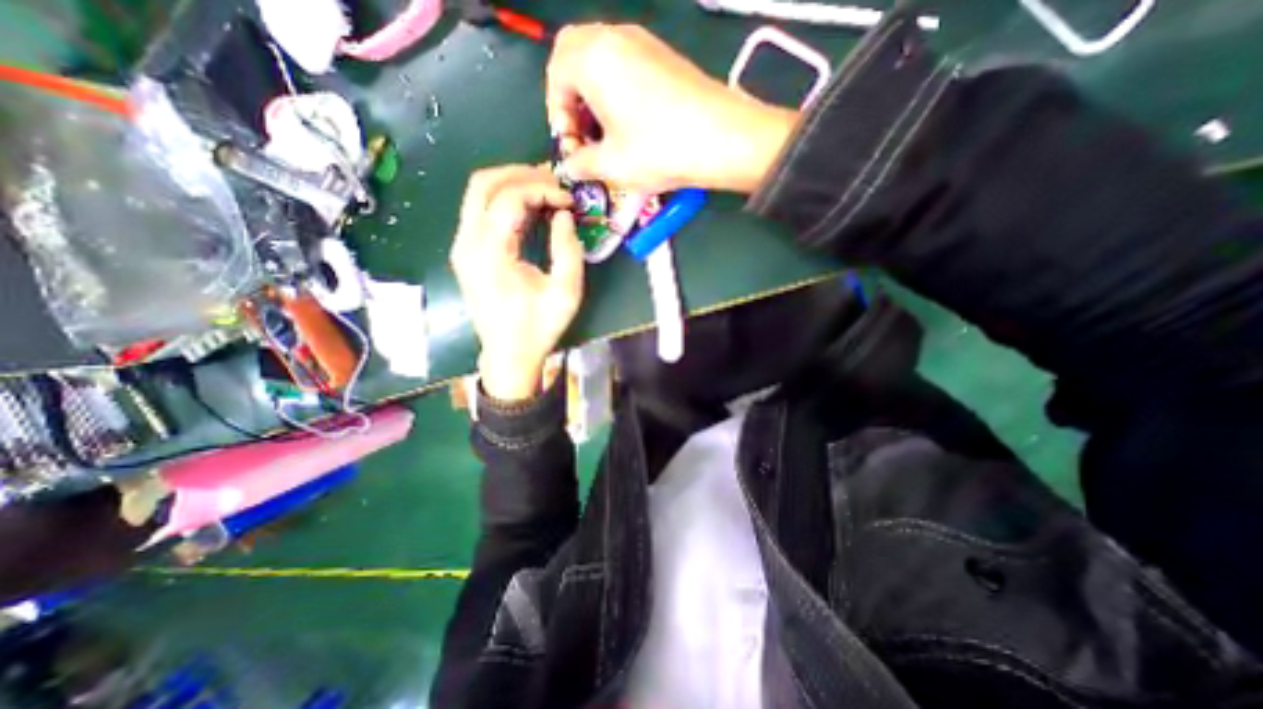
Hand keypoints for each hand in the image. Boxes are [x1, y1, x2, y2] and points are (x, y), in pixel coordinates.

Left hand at [452, 164, 584, 400]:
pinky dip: (505, 201)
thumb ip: (567, 249)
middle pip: (483, 184)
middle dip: (522, 174)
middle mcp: (467, 243)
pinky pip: (481, 212)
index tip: (569, 201)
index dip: (542, 190)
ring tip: (546, 190)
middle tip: (555, 182)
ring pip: (479, 194)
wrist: (509, 355)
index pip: (510, 197)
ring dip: (512, 184)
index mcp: (489, 253)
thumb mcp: (565, 292)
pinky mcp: (466, 253)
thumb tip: (563, 215)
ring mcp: (462, 247)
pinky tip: (530, 208)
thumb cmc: (538, 327)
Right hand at [546, 21, 797, 194]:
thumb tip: (570, 166)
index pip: (556, 74)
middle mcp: (614, 38)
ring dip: (592, 93)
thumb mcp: (612, 165)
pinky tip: (628, 122)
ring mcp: (642, 42)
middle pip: (574, 56)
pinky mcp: (663, 55)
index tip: (570, 143)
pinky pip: (624, 63)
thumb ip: (581, 164)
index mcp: (593, 58)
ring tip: (605, 133)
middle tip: (582, 132)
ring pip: (600, 58)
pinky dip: (614, 88)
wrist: (722, 138)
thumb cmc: (659, 150)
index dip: (556, 113)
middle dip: (571, 96)